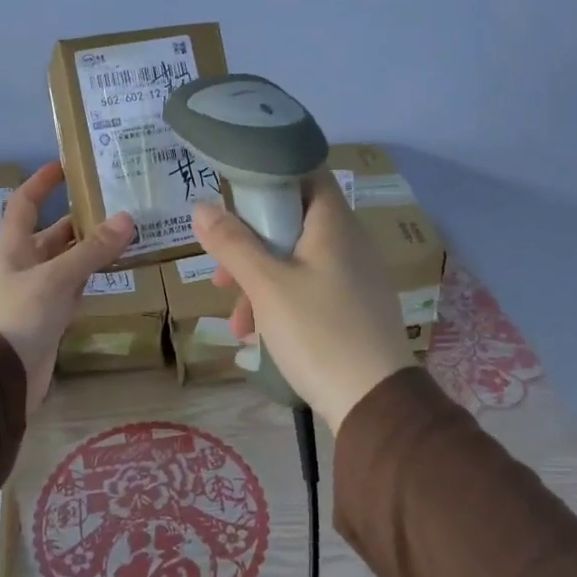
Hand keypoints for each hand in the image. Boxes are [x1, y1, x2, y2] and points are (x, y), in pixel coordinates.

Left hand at [0, 162, 136, 414]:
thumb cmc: (18, 316)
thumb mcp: (56, 278)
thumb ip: (91, 251)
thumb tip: (127, 218)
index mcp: (14, 246)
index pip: (25, 203)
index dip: (42, 182)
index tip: (67, 165)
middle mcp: (25, 264)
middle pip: (54, 232)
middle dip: (81, 217)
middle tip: (118, 202)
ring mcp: (39, 292)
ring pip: (69, 260)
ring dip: (93, 248)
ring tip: (129, 231)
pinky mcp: (52, 317)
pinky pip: (76, 287)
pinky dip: (94, 276)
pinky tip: (118, 269)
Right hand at [192, 171, 414, 428]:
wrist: (375, 403)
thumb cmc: (318, 331)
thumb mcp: (266, 285)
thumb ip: (232, 243)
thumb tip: (202, 207)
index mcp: (334, 224)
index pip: (305, 172)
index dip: (268, 175)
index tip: (233, 197)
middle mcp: (350, 242)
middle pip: (293, 221)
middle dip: (251, 244)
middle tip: (222, 271)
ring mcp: (355, 276)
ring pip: (297, 260)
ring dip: (260, 281)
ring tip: (235, 319)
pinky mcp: (355, 308)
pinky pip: (311, 289)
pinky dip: (282, 301)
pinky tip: (258, 335)